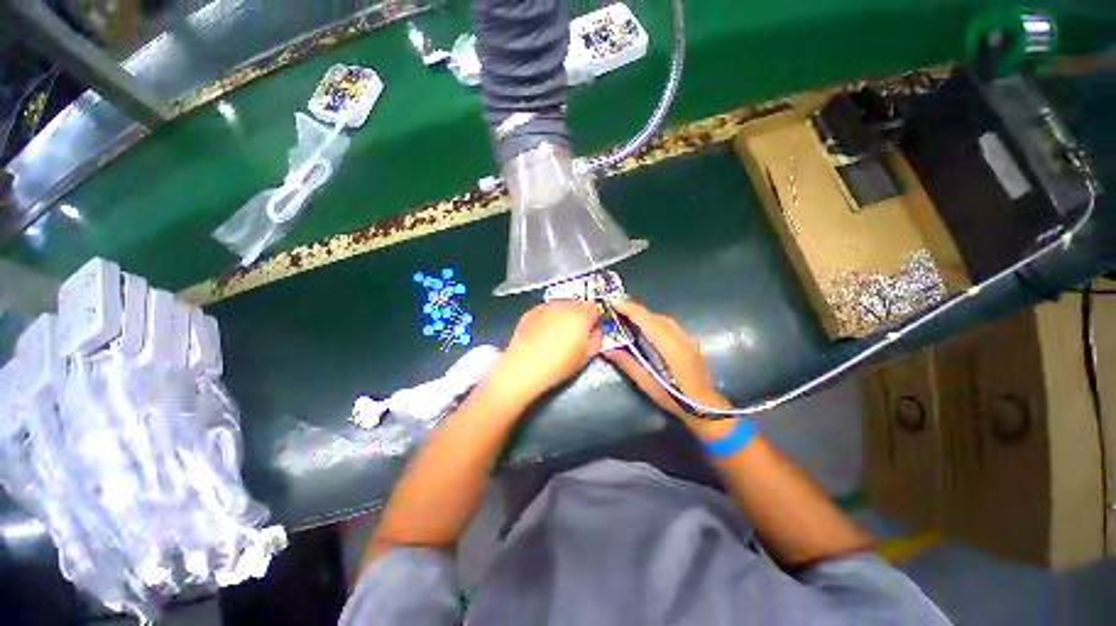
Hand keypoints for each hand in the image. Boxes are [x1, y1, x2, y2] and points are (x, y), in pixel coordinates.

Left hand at [487, 301, 601, 403]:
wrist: (524, 368)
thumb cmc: (558, 365)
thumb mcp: (585, 356)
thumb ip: (596, 340)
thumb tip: (595, 333)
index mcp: (580, 316)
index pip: (594, 308)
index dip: (594, 319)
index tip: (591, 330)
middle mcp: (563, 306)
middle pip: (577, 304)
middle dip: (578, 316)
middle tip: (574, 334)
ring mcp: (545, 307)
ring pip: (560, 306)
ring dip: (562, 316)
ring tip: (557, 334)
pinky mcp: (531, 312)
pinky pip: (545, 311)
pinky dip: (548, 319)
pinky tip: (543, 334)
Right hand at [602, 299, 734, 438]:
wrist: (707, 409)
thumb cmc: (677, 400)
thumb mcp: (649, 386)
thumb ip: (629, 364)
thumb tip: (608, 349)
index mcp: (672, 349)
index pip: (648, 322)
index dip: (630, 309)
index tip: (613, 301)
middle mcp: (682, 339)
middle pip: (655, 317)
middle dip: (635, 310)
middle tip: (615, 308)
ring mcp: (688, 339)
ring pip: (663, 320)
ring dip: (644, 315)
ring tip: (626, 315)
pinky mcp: (689, 342)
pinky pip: (668, 325)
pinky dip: (653, 321)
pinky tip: (645, 328)